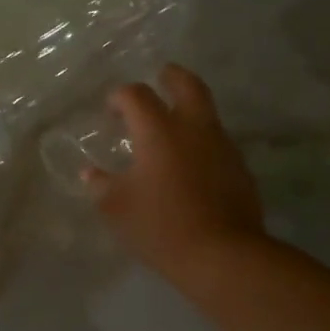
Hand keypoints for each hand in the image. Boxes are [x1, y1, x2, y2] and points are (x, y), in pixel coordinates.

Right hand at [86, 64, 266, 277]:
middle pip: (187, 85)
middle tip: (161, 76)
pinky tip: (190, 163)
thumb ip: (100, 184)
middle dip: (171, 77)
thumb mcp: (116, 208)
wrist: (221, 254)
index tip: (111, 108)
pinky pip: (217, 142)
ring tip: (172, 126)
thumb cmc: (160, 226)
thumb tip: (90, 172)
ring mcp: (222, 146)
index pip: (137, 95)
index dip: (121, 96)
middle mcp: (193, 128)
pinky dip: (201, 141)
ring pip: (207, 113)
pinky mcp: (239, 169)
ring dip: (189, 110)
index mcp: (159, 131)